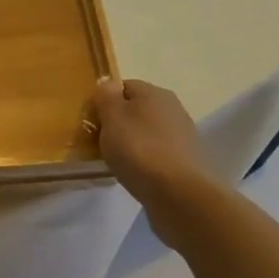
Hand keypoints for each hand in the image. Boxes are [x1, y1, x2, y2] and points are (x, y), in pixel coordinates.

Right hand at [93, 76, 210, 207]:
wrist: (178, 193)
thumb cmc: (138, 149)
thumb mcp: (112, 117)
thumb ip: (107, 96)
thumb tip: (109, 84)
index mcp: (154, 92)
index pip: (123, 86)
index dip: (104, 101)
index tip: (92, 122)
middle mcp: (172, 108)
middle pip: (136, 109)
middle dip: (118, 123)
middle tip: (100, 142)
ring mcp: (182, 135)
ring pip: (147, 131)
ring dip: (131, 142)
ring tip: (116, 160)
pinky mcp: (186, 160)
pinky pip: (157, 152)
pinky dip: (145, 159)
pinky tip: (136, 173)